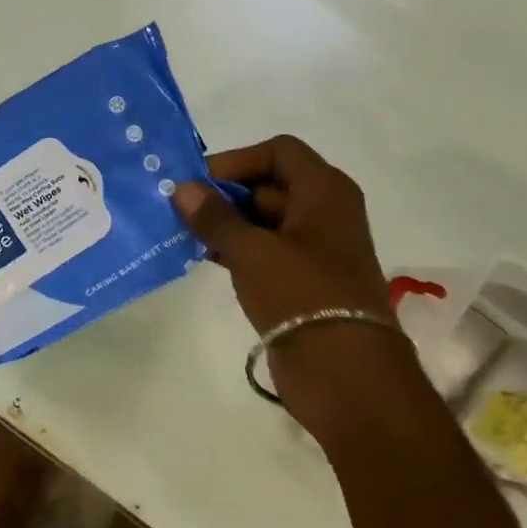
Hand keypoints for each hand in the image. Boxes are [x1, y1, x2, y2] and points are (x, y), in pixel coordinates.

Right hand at [172, 135, 408, 441]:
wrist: (346, 376)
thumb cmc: (303, 296)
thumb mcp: (252, 250)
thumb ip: (214, 216)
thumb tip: (182, 187)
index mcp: (325, 191)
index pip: (278, 151)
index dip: (237, 161)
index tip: (198, 183)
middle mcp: (324, 212)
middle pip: (268, 184)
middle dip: (224, 195)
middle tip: (180, 210)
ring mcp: (315, 249)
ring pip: (263, 220)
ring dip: (226, 224)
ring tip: (184, 235)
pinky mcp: (303, 282)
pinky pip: (265, 252)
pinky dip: (236, 250)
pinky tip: (203, 259)